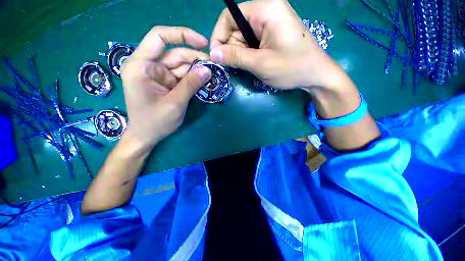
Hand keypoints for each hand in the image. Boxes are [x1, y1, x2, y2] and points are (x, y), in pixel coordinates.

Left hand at [120, 26, 210, 153]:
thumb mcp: (175, 103)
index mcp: (141, 65)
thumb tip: (208, 70)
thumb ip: (191, 85)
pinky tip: (204, 81)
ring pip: (181, 65)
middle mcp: (148, 66)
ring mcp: (158, 75)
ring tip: (212, 75)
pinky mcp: (166, 83)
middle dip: (195, 58)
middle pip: (175, 53)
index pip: (159, 37)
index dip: (182, 35)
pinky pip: (182, 76)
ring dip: (197, 69)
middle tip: (214, 66)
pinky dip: (193, 78)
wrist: (146, 136)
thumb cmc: (155, 122)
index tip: (203, 43)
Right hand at [210, 0, 342, 89]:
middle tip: (235, 66)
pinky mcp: (273, 32)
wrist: (315, 74)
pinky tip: (255, 63)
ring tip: (249, 66)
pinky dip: (249, 53)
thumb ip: (236, 57)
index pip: (229, 16)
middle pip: (236, 26)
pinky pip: (253, 40)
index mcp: (265, 10)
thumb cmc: (291, 68)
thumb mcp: (260, 64)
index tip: (217, 56)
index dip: (219, 36)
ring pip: (244, 35)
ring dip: (241, 52)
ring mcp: (271, 21)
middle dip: (232, 47)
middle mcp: (267, 10)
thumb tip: (213, 54)